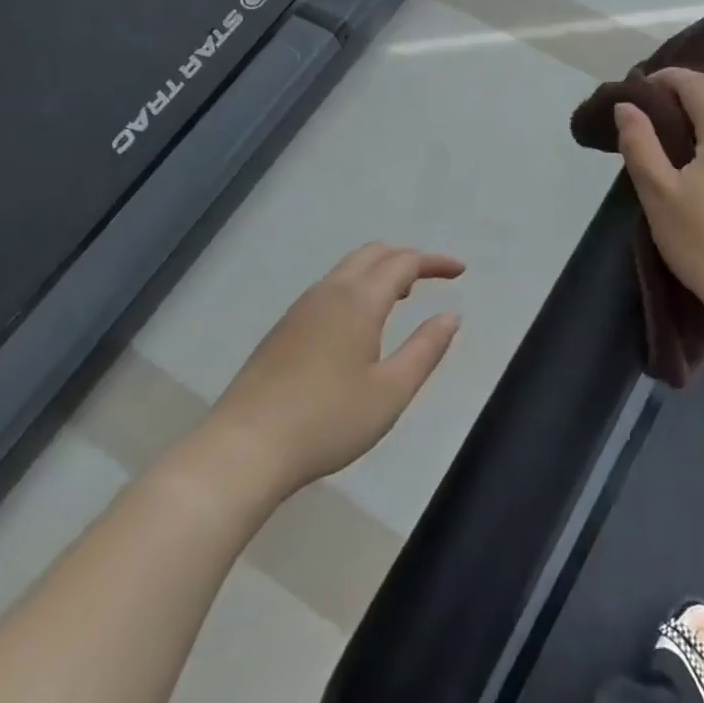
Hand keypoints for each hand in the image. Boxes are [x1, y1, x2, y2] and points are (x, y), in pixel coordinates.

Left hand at [201, 244, 463, 496]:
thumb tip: (450, 315)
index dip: (435, 262)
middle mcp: (329, 292)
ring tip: (401, 298)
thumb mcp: (391, 391)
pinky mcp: (282, 329)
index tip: (460, 272)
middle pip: (373, 253)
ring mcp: (300, 309)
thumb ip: (426, 349)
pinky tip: (359, 325)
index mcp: (359, 300)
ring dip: (379, 272)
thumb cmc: (328, 420)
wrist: (244, 449)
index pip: (404, 261)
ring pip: (347, 269)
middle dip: (406, 258)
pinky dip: (356, 287)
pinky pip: (329, 288)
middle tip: (431, 280)